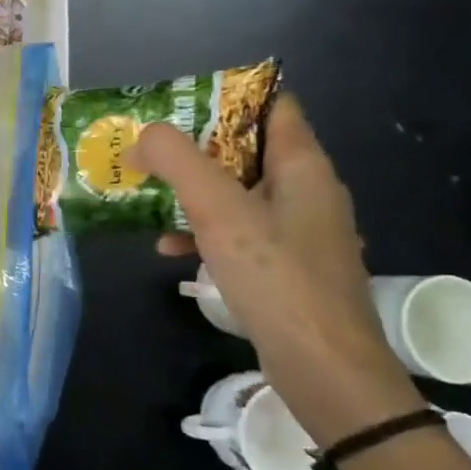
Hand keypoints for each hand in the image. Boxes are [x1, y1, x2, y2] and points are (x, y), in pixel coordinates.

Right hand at [125, 95, 424, 448]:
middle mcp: (307, 193)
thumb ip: (178, 162)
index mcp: (303, 167)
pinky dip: (206, 233)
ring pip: (239, 195)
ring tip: (149, 200)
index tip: (177, 107)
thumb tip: (145, 136)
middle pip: (247, 150)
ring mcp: (300, 234)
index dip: (227, 99)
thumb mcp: (219, 211)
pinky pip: (240, 234)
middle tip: (149, 153)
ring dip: (194, 194)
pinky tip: (171, 250)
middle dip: (195, 150)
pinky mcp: (288, 269)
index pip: (273, 106)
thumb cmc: (276, 278)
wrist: (326, 371)